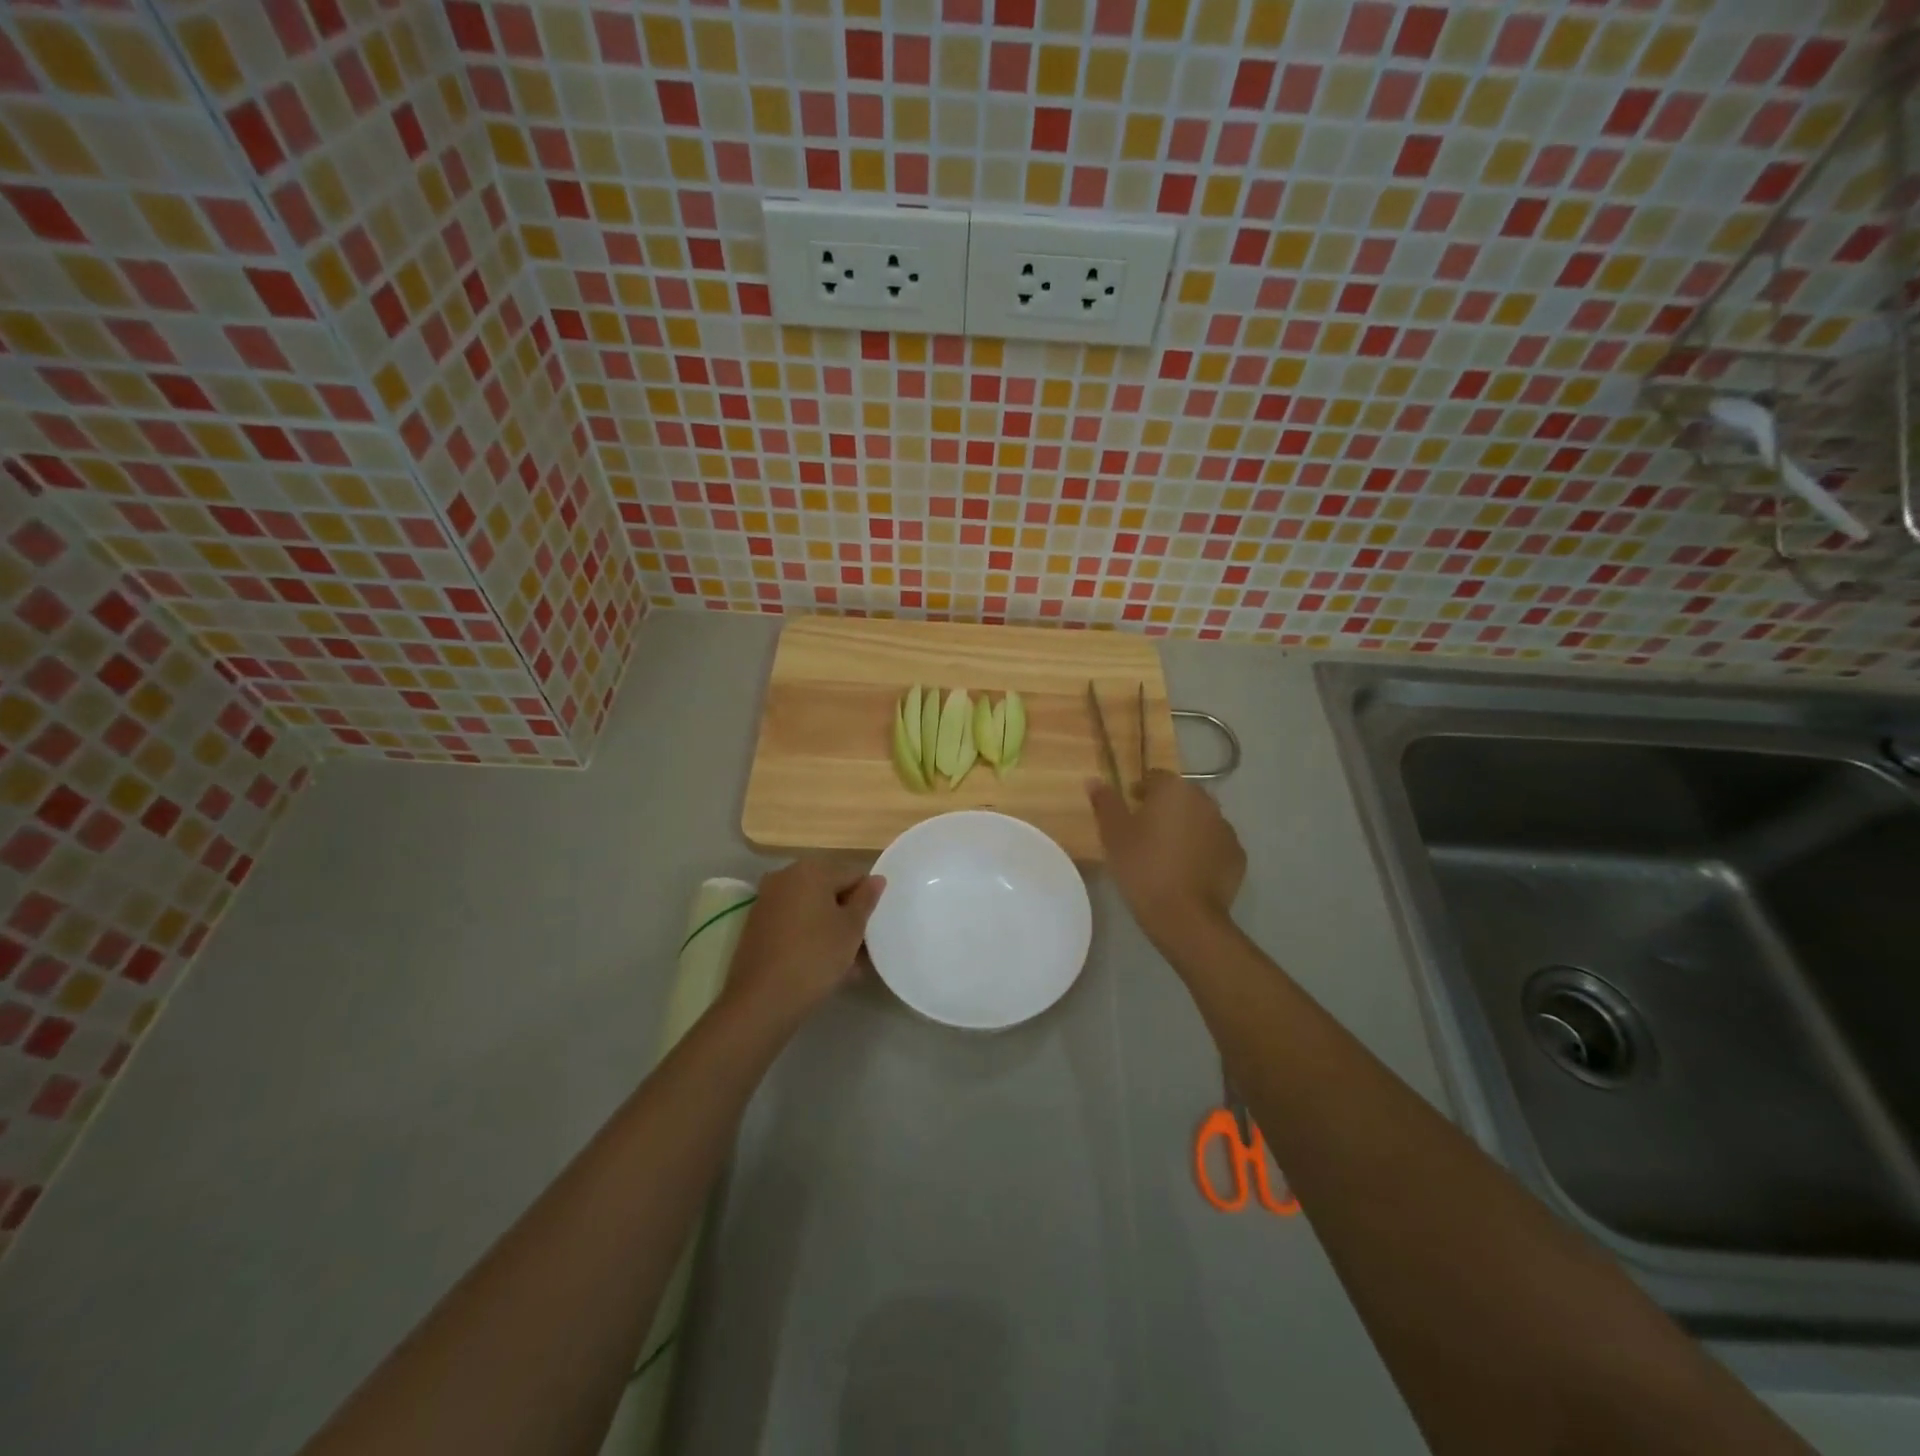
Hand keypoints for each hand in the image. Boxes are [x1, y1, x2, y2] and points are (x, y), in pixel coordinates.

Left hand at [721, 859, 884, 1029]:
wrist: (762, 999)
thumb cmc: (815, 956)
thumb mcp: (851, 928)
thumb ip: (866, 899)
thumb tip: (876, 879)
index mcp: (811, 870)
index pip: (853, 875)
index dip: (867, 901)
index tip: (872, 929)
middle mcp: (785, 877)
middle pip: (829, 891)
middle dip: (847, 916)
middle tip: (861, 948)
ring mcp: (767, 901)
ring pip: (811, 910)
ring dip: (830, 930)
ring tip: (846, 965)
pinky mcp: (756, 925)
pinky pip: (793, 924)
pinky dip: (809, 938)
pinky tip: (820, 966)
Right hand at [1089, 770, 1244, 945]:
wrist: (1185, 916)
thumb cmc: (1142, 867)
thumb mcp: (1113, 835)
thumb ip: (1105, 803)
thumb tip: (1095, 781)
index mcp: (1175, 790)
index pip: (1156, 777)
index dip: (1140, 790)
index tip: (1130, 809)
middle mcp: (1206, 802)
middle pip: (1181, 797)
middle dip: (1165, 808)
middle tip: (1145, 833)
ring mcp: (1226, 829)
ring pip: (1200, 820)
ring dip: (1185, 828)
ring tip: (1167, 854)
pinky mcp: (1237, 856)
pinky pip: (1214, 845)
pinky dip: (1202, 850)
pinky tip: (1187, 870)